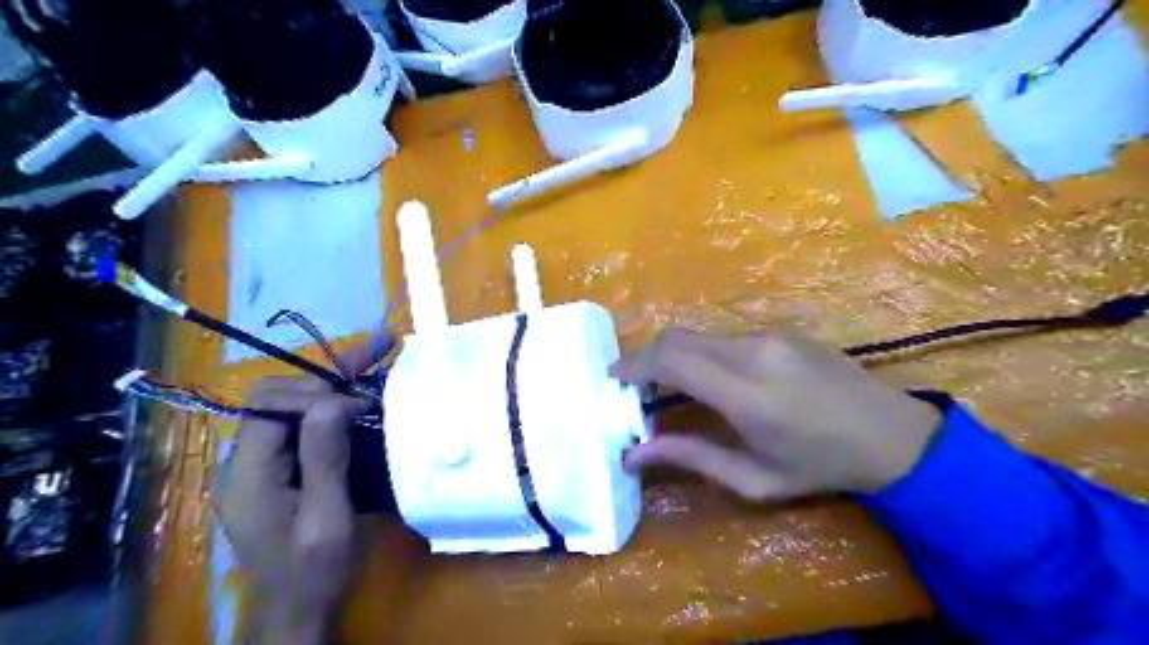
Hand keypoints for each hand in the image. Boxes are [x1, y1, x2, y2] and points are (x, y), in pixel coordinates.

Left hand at [216, 337, 386, 644]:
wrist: (296, 609)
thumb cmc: (313, 570)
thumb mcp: (325, 519)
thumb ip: (324, 459)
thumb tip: (333, 400)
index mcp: (249, 472)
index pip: (272, 403)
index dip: (318, 393)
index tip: (363, 404)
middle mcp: (244, 460)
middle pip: (277, 395)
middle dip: (327, 377)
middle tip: (377, 356)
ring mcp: (259, 464)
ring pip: (290, 405)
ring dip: (332, 384)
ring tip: (375, 359)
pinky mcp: (276, 470)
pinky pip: (299, 424)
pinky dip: (331, 406)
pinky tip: (360, 398)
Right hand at [610, 329, 942, 501]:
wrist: (893, 435)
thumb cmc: (821, 467)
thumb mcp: (754, 478)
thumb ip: (690, 458)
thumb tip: (634, 454)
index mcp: (746, 394)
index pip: (671, 360)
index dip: (634, 364)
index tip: (613, 377)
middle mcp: (753, 352)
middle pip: (678, 338)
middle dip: (647, 357)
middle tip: (637, 386)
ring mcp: (770, 335)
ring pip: (700, 335)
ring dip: (676, 356)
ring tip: (673, 387)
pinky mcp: (781, 330)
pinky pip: (726, 337)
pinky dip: (704, 353)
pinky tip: (715, 379)